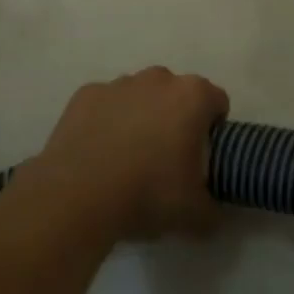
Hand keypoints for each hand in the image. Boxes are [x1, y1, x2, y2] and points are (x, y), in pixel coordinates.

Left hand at [30, 67, 228, 240]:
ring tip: (127, 160)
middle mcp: (159, 79)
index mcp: (192, 96)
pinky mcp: (86, 94)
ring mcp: (119, 83)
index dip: (214, 129)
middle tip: (165, 160)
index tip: (202, 158)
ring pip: (140, 96)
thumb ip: (213, 210)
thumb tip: (214, 213)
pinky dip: (106, 121)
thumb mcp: (195, 215)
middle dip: (176, 119)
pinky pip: (106, 104)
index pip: (217, 102)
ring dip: (141, 117)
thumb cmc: (147, 194)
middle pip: (177, 94)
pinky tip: (98, 154)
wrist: (76, 197)